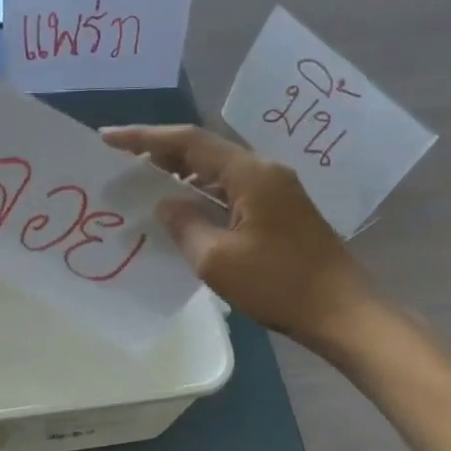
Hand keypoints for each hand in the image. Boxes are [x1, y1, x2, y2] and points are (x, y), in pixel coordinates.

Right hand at [102, 125, 379, 353]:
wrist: (342, 313)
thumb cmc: (279, 284)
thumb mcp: (217, 259)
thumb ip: (184, 224)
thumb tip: (166, 204)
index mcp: (250, 174)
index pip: (189, 142)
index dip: (145, 138)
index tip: (108, 137)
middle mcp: (264, 172)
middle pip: (204, 151)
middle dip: (161, 153)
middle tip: (121, 161)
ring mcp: (276, 191)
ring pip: (217, 172)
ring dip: (181, 175)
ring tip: (144, 184)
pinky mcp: (279, 212)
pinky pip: (230, 191)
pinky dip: (201, 195)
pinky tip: (182, 211)